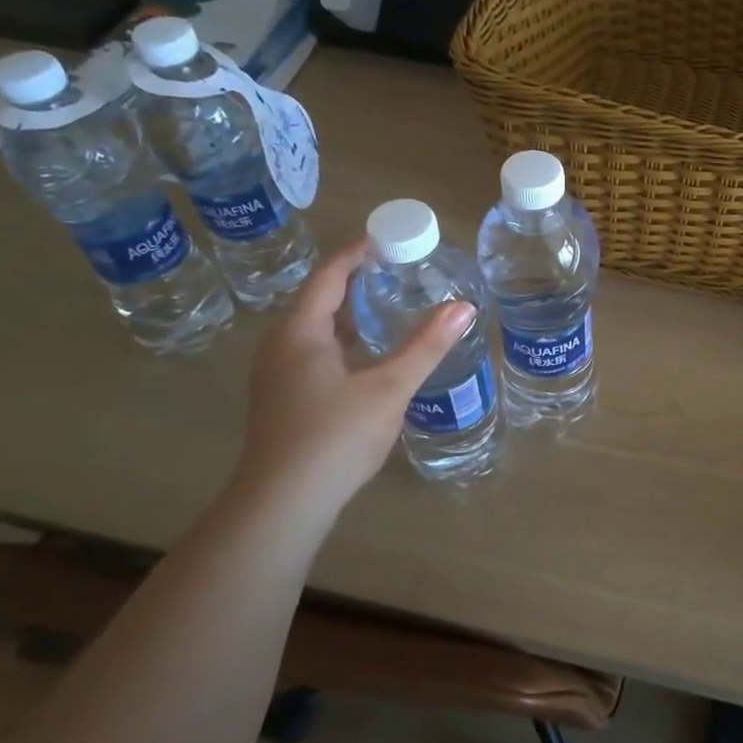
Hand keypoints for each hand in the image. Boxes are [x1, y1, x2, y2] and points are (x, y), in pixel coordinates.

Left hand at [228, 241, 472, 522]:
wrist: (282, 504)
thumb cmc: (334, 437)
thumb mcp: (389, 388)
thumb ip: (427, 346)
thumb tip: (465, 307)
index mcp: (300, 331)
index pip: (329, 274)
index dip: (358, 252)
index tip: (390, 237)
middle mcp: (280, 345)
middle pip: (320, 298)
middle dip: (358, 281)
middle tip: (401, 270)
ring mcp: (277, 374)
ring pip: (316, 329)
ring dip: (351, 313)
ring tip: (391, 305)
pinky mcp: (283, 399)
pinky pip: (314, 352)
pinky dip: (343, 340)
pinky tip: (371, 355)